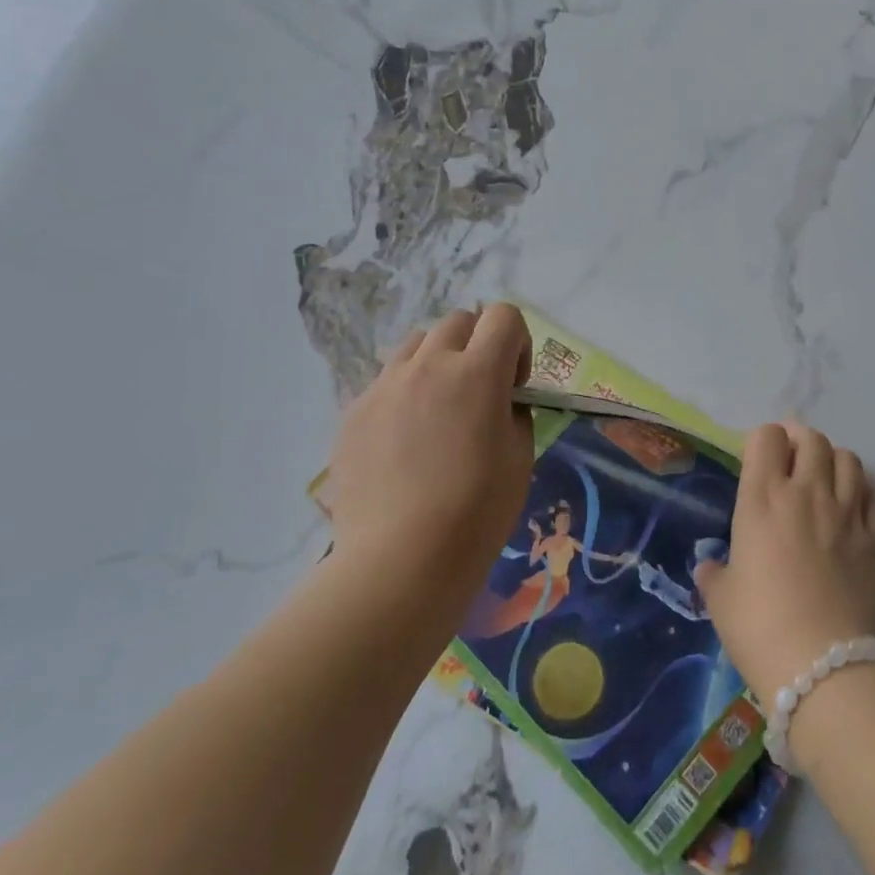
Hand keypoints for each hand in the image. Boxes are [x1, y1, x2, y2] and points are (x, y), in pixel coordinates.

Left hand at [320, 304, 534, 570]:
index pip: (503, 315)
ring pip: (415, 345)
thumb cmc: (477, 510)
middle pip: (457, 321)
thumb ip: (515, 413)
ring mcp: (384, 386)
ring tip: (438, 412)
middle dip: (477, 346)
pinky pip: (385, 383)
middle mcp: (428, 364)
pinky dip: (403, 396)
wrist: (401, 559)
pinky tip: (404, 445)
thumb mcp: (520, 457)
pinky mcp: (353, 412)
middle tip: (479, 394)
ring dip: (437, 363)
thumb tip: (500, 404)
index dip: (517, 342)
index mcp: (477, 372)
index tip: (514, 385)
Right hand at [695, 421, 874, 709]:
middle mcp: (808, 493)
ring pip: (850, 461)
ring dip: (836, 461)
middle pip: (813, 440)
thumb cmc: (759, 627)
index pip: (767, 437)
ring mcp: (849, 514)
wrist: (822, 666)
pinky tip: (859, 507)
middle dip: (801, 441)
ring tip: (827, 479)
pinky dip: (869, 494)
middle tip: (793, 460)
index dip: (763, 441)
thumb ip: (714, 573)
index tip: (759, 459)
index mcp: (763, 498)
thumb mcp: (720, 599)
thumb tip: (710, 567)